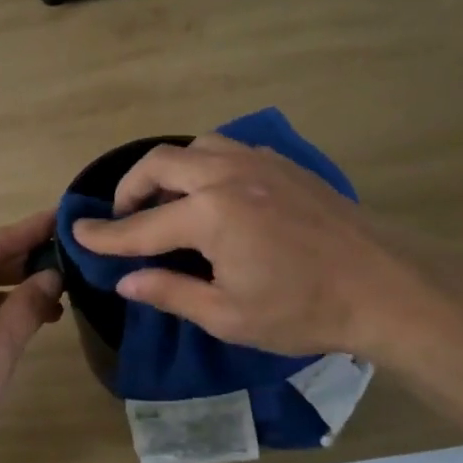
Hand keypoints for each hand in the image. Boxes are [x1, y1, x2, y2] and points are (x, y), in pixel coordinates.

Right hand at [71, 135, 462, 364]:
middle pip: (160, 163)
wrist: (386, 286)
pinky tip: (213, 196)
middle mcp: (227, 175)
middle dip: (130, 188)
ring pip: (195, 147)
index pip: (141, 226)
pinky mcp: (283, 165)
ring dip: (169, 170)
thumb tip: (125, 280)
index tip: (77, 235)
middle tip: (124, 218)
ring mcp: (259, 163)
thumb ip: (170, 292)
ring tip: (167, 203)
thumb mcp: (228, 315)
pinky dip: (204, 165)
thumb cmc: (304, 309)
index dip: (105, 235)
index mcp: (210, 215)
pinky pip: (228, 149)